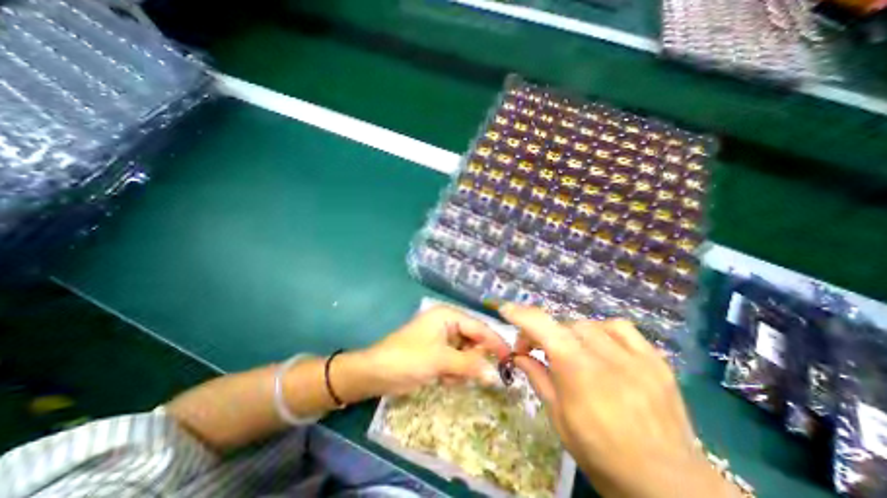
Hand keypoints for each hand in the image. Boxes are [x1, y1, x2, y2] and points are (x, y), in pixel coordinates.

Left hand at [362, 304, 512, 396]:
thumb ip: (469, 366)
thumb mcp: (441, 360)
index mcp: (447, 315)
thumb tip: (495, 375)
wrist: (376, 373)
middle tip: (472, 375)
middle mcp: (447, 323)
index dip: (494, 342)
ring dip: (462, 368)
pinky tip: (444, 379)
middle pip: (473, 340)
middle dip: (473, 359)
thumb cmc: (408, 358)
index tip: (511, 358)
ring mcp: (442, 338)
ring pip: (466, 353)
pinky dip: (454, 372)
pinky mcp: (437, 352)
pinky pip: (456, 361)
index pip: (478, 327)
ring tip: (449, 377)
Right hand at [497, 304, 741, 497]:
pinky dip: (601, 330)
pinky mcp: (654, 359)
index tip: (506, 310)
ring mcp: (634, 355)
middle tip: (536, 350)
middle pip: (563, 325)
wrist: (670, 486)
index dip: (520, 314)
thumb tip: (519, 355)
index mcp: (577, 370)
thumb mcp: (559, 419)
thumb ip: (538, 378)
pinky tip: (599, 345)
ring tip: (569, 353)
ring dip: (570, 334)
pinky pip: (619, 327)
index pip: (542, 326)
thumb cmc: (603, 456)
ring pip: (587, 324)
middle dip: (544, 334)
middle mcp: (605, 355)